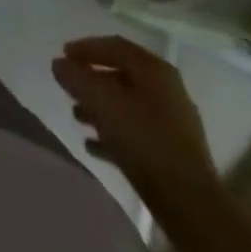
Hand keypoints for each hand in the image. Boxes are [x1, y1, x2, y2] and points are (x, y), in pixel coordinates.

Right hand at [51, 35, 215, 200]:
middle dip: (91, 81)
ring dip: (100, 108)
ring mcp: (174, 123)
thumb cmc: (144, 140)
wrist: (190, 205)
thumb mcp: (101, 101)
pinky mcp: (174, 154)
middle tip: (69, 87)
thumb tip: (59, 64)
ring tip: (77, 117)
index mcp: (154, 69)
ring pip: (128, 106)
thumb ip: (76, 77)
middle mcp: (167, 89)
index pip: (114, 46)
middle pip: (121, 76)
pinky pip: (137, 133)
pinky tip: (93, 146)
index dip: (85, 47)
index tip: (63, 55)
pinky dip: (114, 134)